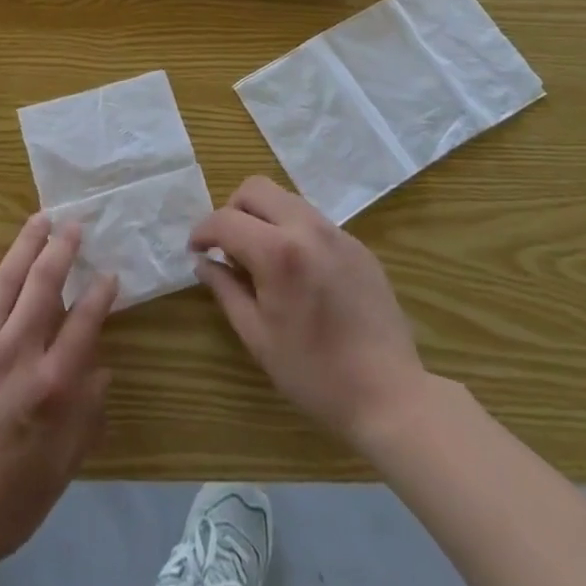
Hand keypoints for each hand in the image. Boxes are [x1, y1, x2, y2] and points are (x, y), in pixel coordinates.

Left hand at [0, 214, 118, 585]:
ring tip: (40, 220)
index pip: (84, 321)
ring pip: (5, 279)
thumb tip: (102, 368)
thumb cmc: (3, 504)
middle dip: (63, 248)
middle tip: (74, 224)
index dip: (101, 293)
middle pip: (44, 283)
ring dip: (25, 244)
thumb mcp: (60, 470)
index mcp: (50, 384)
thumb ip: (85, 415)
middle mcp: (15, 352)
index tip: (109, 274)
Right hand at [192, 176, 425, 448]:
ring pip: (285, 198)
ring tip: (261, 256)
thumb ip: (225, 290)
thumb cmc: (315, 374)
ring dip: (263, 216)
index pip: (225, 220)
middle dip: (232, 209)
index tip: (195, 250)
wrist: (390, 396)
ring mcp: (337, 233)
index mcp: (278, 252)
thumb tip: (203, 263)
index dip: (202, 231)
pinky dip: (292, 230)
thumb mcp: (258, 337)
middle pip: (255, 189)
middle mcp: (307, 228)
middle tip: (228, 246)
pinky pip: (313, 220)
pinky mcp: (357, 244)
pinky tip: (297, 270)